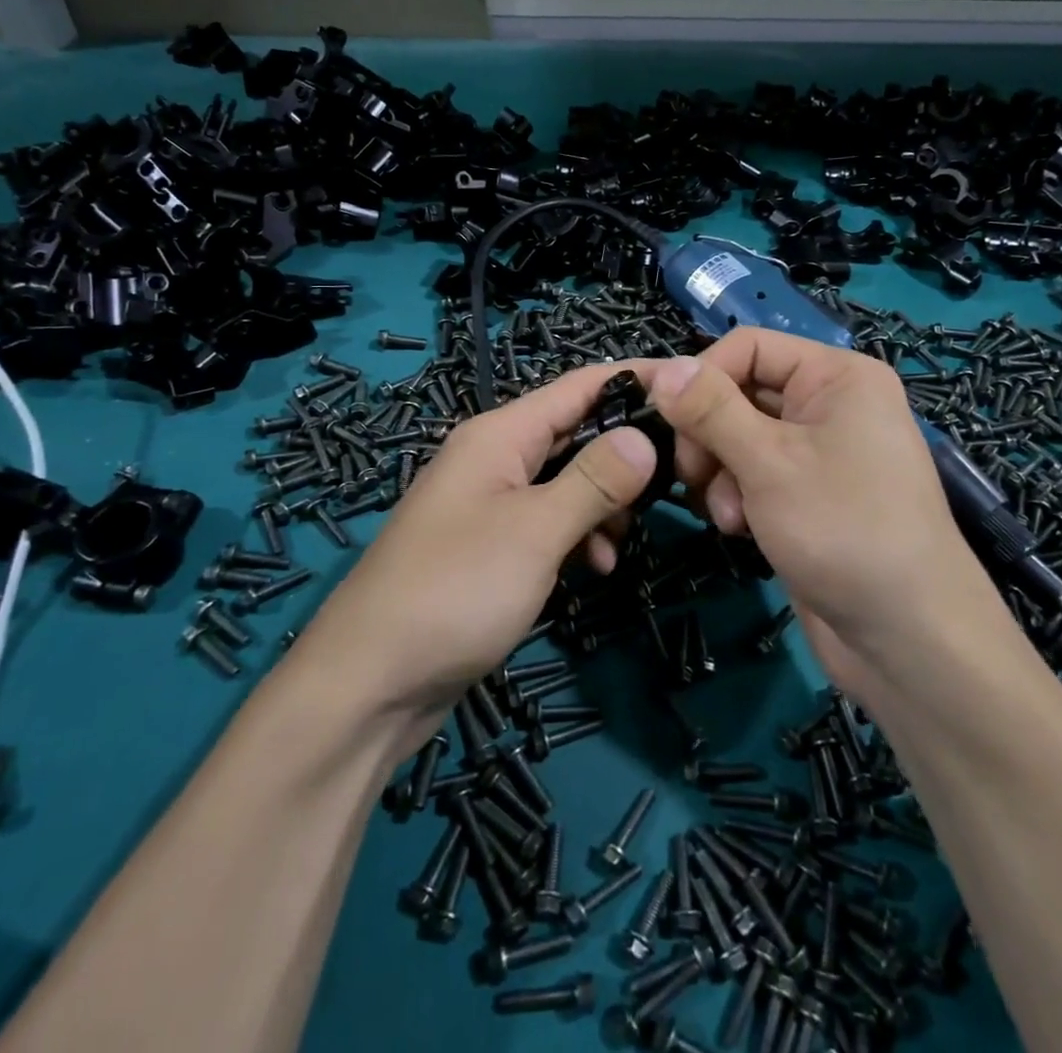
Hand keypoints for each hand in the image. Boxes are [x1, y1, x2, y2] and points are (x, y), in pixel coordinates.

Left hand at [297, 361, 660, 738]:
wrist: (369, 682)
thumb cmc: (455, 590)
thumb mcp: (535, 530)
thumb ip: (595, 480)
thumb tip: (646, 436)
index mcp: (499, 435)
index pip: (580, 386)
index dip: (635, 379)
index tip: (692, 388)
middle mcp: (494, 458)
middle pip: (574, 433)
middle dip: (626, 451)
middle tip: (684, 473)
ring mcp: (490, 505)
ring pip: (565, 482)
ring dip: (603, 503)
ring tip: (628, 538)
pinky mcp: (490, 548)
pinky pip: (548, 523)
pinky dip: (577, 536)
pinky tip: (594, 568)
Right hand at [649, 331, 1012, 692]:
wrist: (908, 639)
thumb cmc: (843, 530)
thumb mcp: (769, 462)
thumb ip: (710, 410)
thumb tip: (665, 369)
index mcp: (836, 376)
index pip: (748, 346)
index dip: (703, 377)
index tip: (668, 421)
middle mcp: (830, 405)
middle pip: (740, 392)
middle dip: (709, 434)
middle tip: (692, 475)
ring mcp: (820, 453)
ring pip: (740, 437)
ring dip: (720, 472)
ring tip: (728, 514)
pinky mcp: (809, 495)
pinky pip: (755, 474)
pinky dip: (738, 496)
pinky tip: (740, 529)